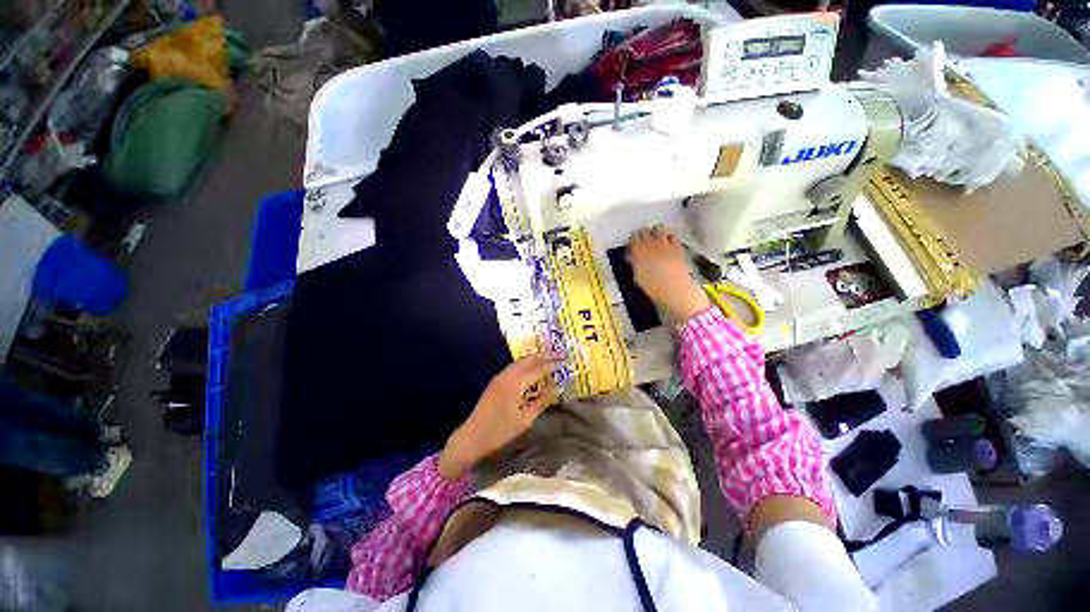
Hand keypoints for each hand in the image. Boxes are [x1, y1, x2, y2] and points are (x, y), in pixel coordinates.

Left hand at [437, 353, 563, 480]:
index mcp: (515, 384)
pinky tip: (533, 369)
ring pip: (521, 361)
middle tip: (560, 355)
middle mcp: (507, 375)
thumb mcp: (525, 420)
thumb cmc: (500, 432)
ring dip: (535, 358)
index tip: (566, 361)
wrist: (471, 437)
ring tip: (549, 358)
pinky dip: (527, 364)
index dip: (553, 365)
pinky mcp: (495, 381)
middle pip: (529, 359)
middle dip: (545, 355)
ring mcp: (499, 377)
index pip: (538, 369)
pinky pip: (514, 367)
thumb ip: (542, 402)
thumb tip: (558, 389)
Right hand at [628, 225, 711, 322]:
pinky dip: (669, 236)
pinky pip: (672, 235)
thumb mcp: (637, 276)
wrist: (673, 288)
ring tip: (657, 239)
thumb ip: (634, 263)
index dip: (633, 239)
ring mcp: (664, 243)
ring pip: (659, 228)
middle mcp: (650, 243)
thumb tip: (632, 257)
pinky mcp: (677, 245)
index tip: (633, 244)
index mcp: (637, 251)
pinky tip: (669, 243)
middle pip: (644, 230)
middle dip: (643, 234)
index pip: (633, 237)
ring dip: (656, 232)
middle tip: (644, 241)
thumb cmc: (651, 286)